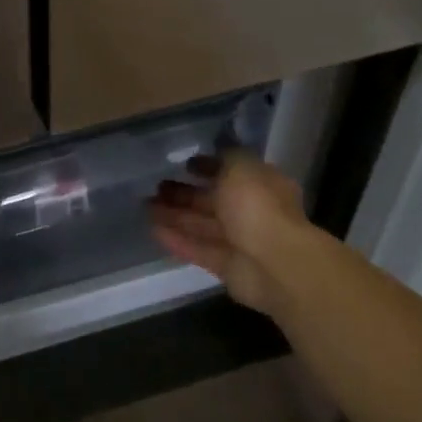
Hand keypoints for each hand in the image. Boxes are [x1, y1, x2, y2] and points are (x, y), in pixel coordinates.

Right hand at [148, 152, 312, 315]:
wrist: (275, 263)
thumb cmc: (258, 207)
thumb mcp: (241, 167)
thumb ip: (226, 158)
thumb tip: (215, 155)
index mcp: (261, 186)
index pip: (232, 172)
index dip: (209, 166)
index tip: (185, 164)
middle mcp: (252, 212)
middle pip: (213, 201)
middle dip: (185, 194)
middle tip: (157, 187)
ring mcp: (240, 242)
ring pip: (202, 225)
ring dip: (175, 216)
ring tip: (146, 207)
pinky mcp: (227, 267)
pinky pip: (198, 249)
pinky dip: (177, 240)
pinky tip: (153, 230)